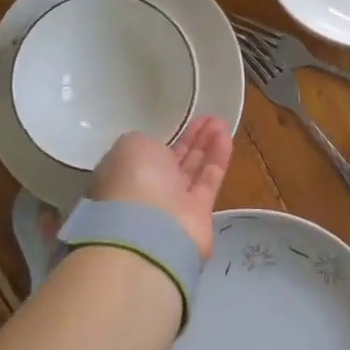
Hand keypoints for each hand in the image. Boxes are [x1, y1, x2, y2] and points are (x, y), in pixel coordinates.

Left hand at [90, 116, 232, 258]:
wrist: (149, 230)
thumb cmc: (133, 180)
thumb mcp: (131, 146)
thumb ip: (147, 142)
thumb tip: (160, 150)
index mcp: (124, 173)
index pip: (147, 153)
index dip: (167, 137)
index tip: (183, 122)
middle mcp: (148, 189)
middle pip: (174, 160)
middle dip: (192, 139)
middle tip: (209, 118)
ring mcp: (173, 204)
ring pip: (194, 168)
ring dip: (207, 144)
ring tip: (221, 121)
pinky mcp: (199, 213)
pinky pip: (209, 179)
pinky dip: (218, 158)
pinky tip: (226, 136)